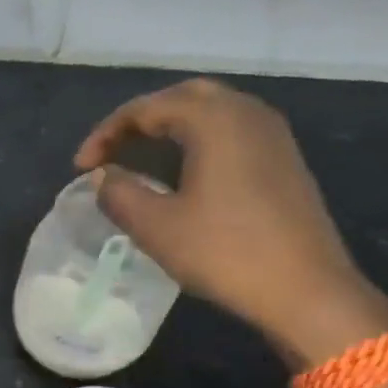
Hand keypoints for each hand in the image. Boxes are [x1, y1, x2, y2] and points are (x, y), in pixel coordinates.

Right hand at [75, 78, 387, 364]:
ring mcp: (272, 134)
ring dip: (170, 129)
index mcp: (214, 119)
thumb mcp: (157, 227)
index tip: (81, 168)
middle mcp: (246, 113)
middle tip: (111, 152)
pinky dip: (197, 142)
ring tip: (140, 161)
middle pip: (182, 97)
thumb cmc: (225, 253)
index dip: (105, 134)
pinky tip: (182, 175)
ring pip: (210, 112)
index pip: (146, 108)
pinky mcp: (283, 159)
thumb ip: (119, 194)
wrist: (306, 290)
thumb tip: (103, 177)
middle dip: (140, 121)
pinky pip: (231, 132)